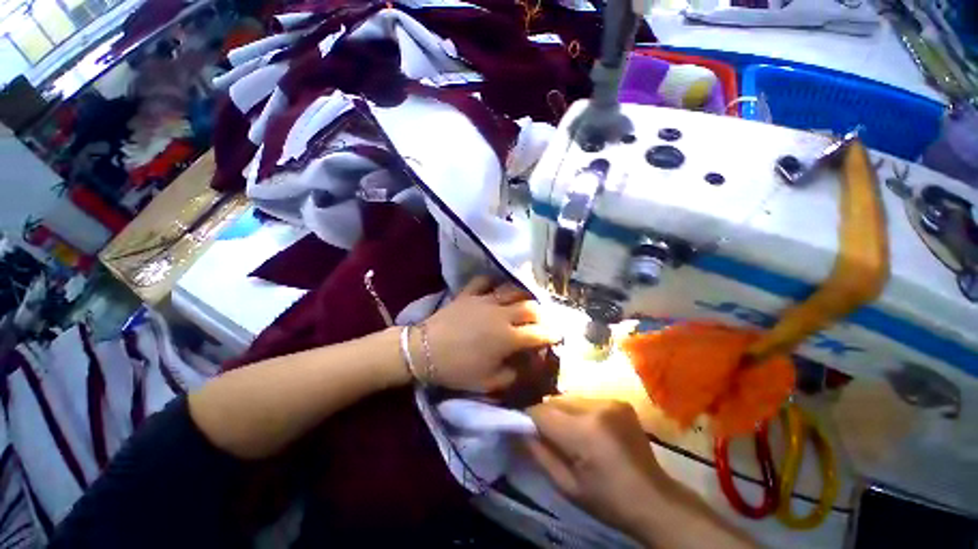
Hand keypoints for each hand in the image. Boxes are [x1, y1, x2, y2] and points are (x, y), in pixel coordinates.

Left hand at [419, 276, 559, 392]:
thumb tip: (526, 366)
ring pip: (512, 290)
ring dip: (523, 295)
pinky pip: (484, 280)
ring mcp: (484, 300)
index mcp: (508, 338)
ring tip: (525, 302)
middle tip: (542, 320)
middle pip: (531, 307)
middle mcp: (501, 314)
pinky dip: (493, 282)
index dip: (553, 335)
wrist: (423, 352)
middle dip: (543, 313)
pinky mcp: (469, 293)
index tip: (558, 336)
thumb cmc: (457, 369)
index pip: (539, 333)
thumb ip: (512, 375)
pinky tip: (496, 288)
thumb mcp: (488, 382)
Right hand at [525, 396, 672, 533]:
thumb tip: (518, 431)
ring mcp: (610, 401)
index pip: (541, 412)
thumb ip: (539, 454)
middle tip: (546, 435)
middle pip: (555, 401)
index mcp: (584, 432)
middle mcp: (597, 407)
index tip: (522, 428)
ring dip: (562, 412)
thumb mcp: (567, 486)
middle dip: (546, 415)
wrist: (655, 499)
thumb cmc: (608, 500)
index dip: (528, 418)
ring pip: (569, 398)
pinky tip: (587, 429)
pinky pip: (585, 400)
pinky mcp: (619, 401)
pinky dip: (578, 411)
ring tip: (568, 433)